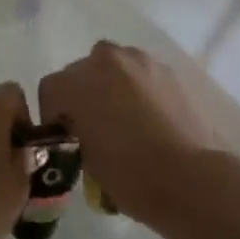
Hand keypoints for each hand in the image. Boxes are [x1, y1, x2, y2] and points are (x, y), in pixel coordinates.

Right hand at [39, 42, 214, 222]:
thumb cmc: (128, 174)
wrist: (189, 178)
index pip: (50, 90)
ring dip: (110, 86)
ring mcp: (140, 61)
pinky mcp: (168, 71)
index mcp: (77, 82)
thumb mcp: (85, 159)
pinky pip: (140, 74)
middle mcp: (105, 60)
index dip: (53, 115)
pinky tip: (147, 117)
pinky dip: (137, 89)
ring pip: (113, 68)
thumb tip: (81, 129)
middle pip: (81, 72)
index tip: (64, 138)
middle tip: (92, 127)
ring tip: (122, 119)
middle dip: (81, 96)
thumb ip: (75, 132)